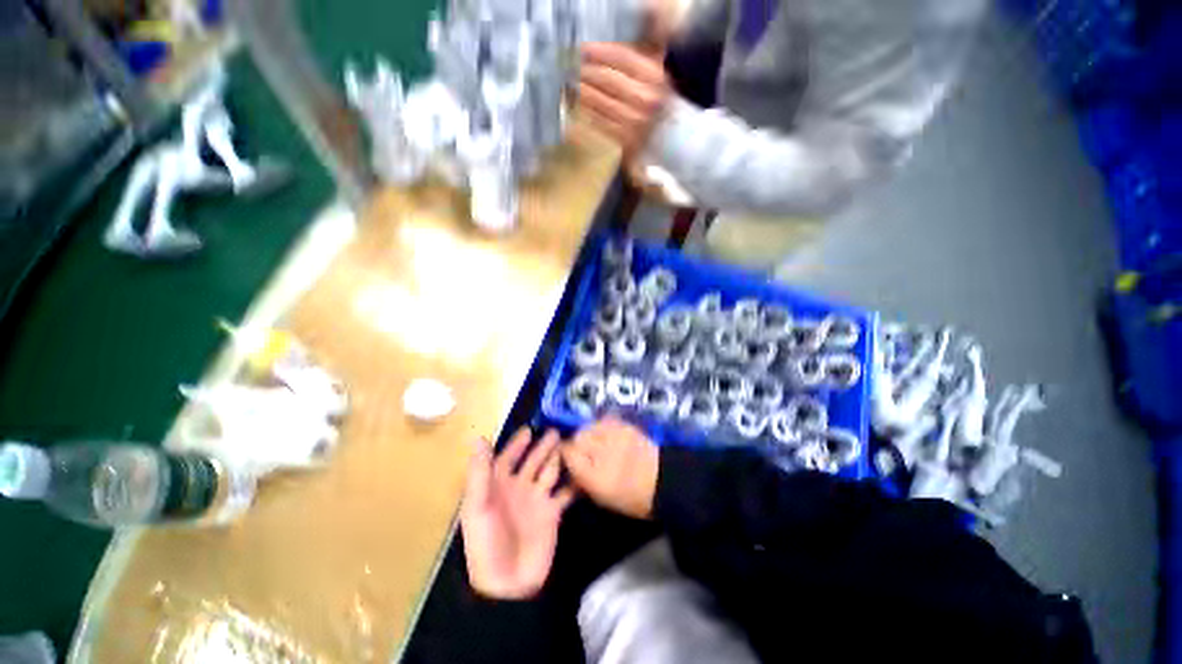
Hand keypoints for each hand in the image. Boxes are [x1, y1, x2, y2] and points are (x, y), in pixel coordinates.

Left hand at [460, 428, 574, 599]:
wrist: (508, 584)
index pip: (508, 458)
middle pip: (533, 461)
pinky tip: (584, 471)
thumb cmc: (487, 543)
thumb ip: (480, 472)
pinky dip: (574, 483)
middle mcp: (519, 489)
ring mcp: (537, 500)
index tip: (528, 429)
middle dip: (543, 447)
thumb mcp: (477, 507)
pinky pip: (565, 493)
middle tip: (557, 431)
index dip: (516, 444)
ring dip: (558, 459)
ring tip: (571, 444)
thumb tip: (480, 438)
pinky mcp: (552, 513)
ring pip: (550, 472)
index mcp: (498, 486)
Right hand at [560, 417, 658, 519]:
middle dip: (577, 444)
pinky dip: (601, 427)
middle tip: (584, 452)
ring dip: (588, 434)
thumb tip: (567, 464)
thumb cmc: (630, 498)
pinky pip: (604, 421)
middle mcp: (603, 452)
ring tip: (596, 442)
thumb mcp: (600, 497)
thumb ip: (580, 479)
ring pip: (590, 426)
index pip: (568, 453)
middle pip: (578, 436)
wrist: (662, 482)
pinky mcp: (626, 426)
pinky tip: (607, 436)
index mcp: (595, 476)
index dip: (565, 454)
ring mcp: (616, 435)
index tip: (567, 458)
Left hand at [578, 42, 672, 153]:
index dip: (600, 51)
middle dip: (587, 71)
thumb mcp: (657, 67)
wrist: (661, 136)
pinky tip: (579, 104)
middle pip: (609, 79)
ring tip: (571, 83)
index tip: (583, 48)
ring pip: (602, 102)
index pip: (622, 57)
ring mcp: (635, 122)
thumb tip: (649, 5)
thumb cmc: (654, 97)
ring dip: (583, 92)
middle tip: (571, 66)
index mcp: (654, 77)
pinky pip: (602, 123)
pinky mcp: (626, 140)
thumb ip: (652, 38)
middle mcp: (646, 99)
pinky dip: (588, 112)